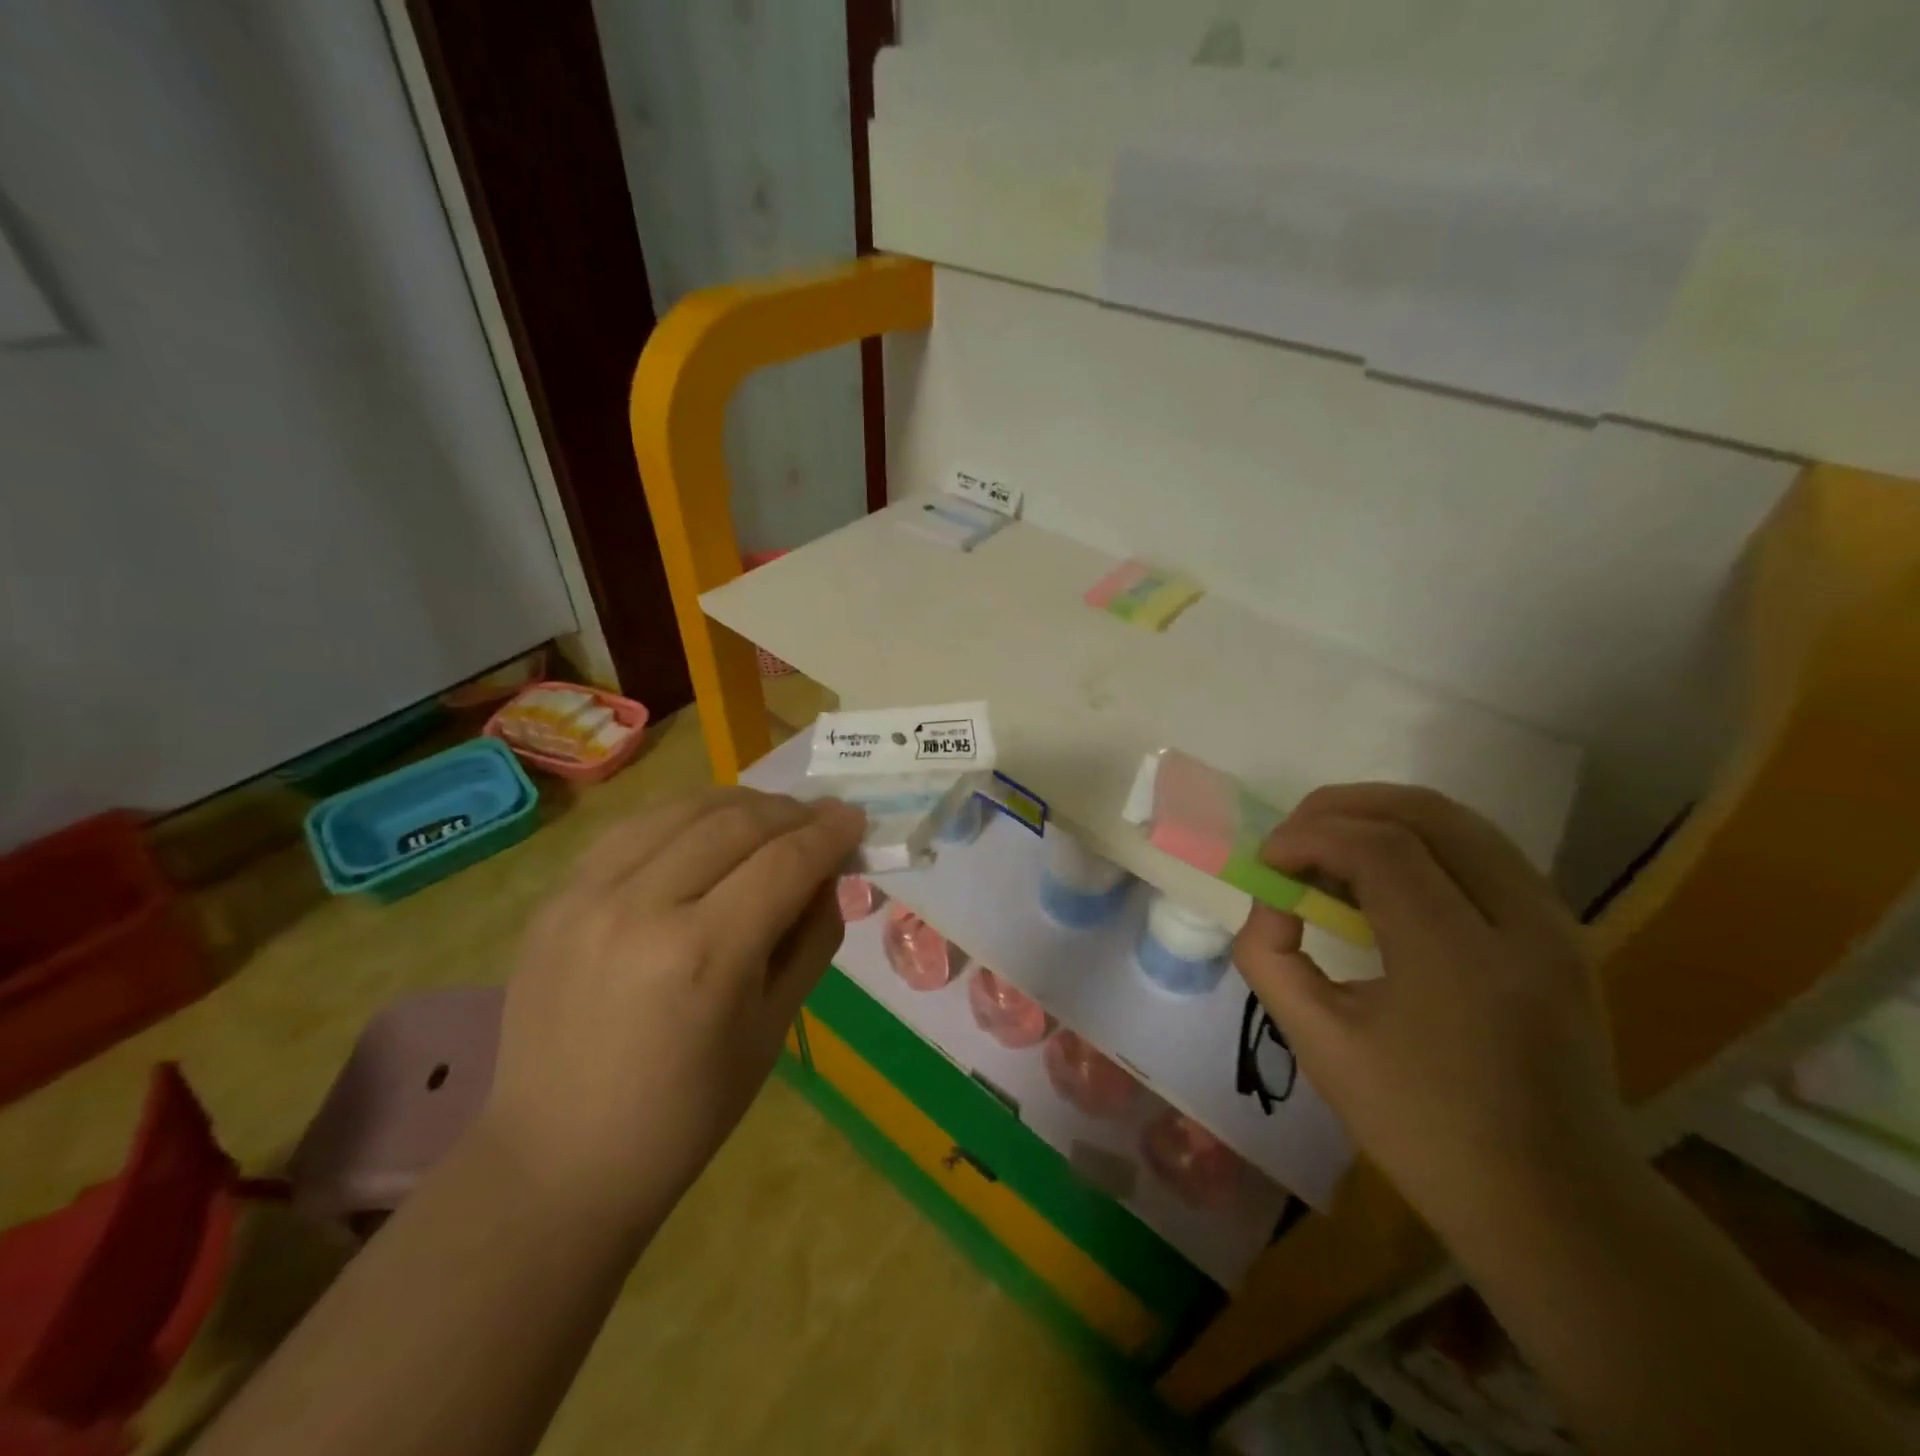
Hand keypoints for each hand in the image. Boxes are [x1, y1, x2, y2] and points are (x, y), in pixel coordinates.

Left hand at [480, 787, 864, 1236]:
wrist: (558, 1159)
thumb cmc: (686, 1113)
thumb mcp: (773, 1029)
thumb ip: (811, 939)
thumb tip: (828, 874)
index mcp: (704, 955)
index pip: (785, 863)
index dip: (829, 833)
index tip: (856, 819)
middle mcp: (643, 908)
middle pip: (736, 824)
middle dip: (792, 812)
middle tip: (821, 818)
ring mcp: (587, 897)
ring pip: (682, 811)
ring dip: (739, 804)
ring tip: (770, 817)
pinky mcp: (555, 899)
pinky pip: (632, 830)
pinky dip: (682, 818)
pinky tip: (705, 830)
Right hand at [1233, 784, 1633, 1247]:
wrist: (1557, 1205)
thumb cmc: (1426, 1132)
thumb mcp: (1321, 1047)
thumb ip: (1271, 959)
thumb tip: (1270, 903)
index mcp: (1460, 960)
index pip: (1380, 848)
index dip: (1310, 836)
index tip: (1266, 860)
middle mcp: (1523, 923)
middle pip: (1426, 812)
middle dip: (1342, 807)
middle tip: (1293, 838)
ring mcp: (1555, 924)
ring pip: (1460, 821)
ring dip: (1381, 816)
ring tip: (1328, 847)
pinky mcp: (1563, 932)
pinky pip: (1483, 850)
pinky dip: (1420, 839)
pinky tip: (1382, 875)